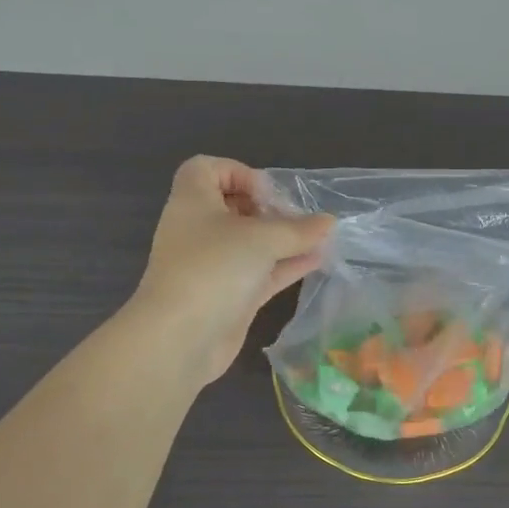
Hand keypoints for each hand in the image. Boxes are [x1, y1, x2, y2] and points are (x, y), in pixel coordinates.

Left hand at [131, 156, 333, 384]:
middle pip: (234, 207)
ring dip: (283, 239)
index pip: (207, 169)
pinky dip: (285, 265)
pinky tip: (317, 262)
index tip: (267, 193)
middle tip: (297, 218)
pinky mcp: (227, 295)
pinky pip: (259, 271)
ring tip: (320, 239)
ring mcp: (212, 264)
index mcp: (193, 201)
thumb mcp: (261, 239)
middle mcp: (199, 229)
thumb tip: (329, 221)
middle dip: (269, 209)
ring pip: (250, 242)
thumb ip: (298, 229)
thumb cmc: (214, 268)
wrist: (180, 338)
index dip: (239, 173)